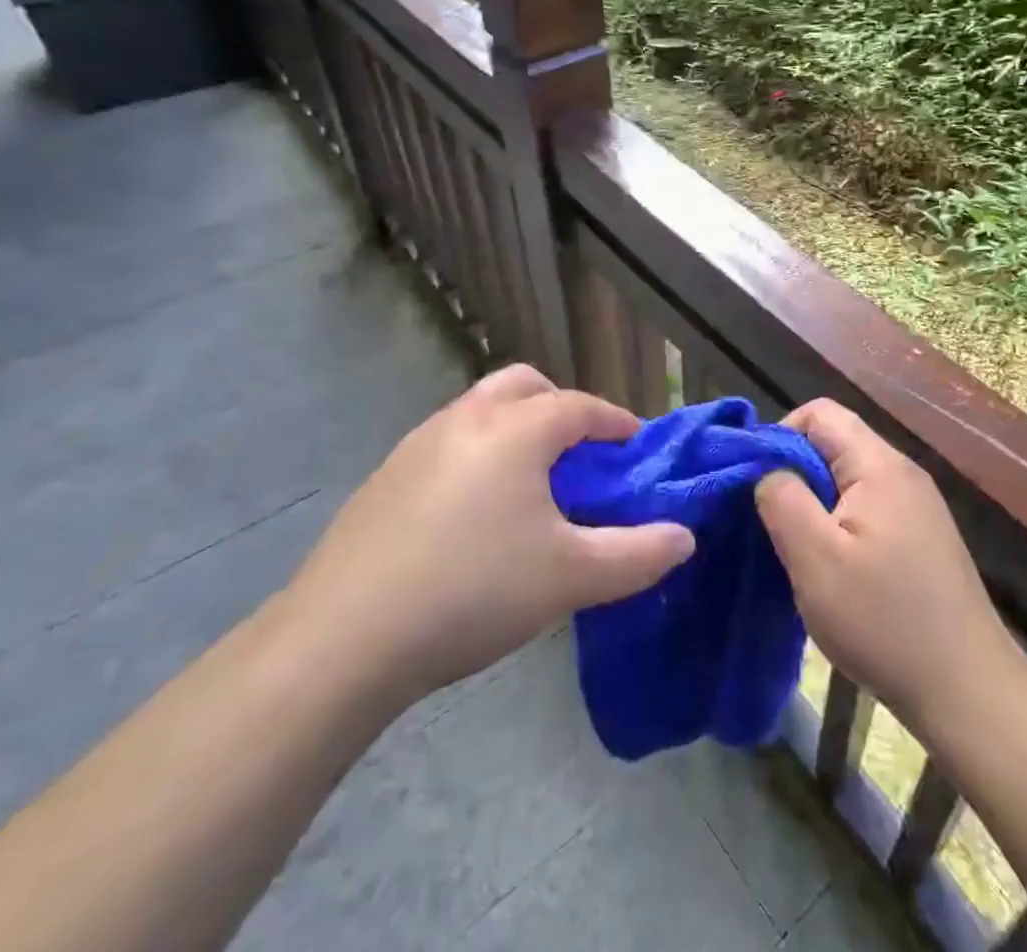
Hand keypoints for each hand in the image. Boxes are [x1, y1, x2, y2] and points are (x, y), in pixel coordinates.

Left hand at [281, 365, 694, 709]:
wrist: (342, 640)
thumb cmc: (473, 590)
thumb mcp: (571, 577)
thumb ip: (638, 554)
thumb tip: (685, 537)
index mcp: (517, 428)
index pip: (581, 406)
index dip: (616, 423)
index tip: (636, 451)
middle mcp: (467, 418)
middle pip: (525, 386)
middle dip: (560, 409)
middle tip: (579, 457)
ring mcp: (418, 444)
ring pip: (481, 410)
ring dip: (515, 430)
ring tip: (530, 487)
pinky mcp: (385, 477)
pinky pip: (448, 444)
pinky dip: (476, 456)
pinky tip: (473, 516)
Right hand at [755, 400, 1020, 734]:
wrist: (968, 690)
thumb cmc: (884, 620)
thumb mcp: (816, 559)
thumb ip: (783, 500)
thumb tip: (767, 468)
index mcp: (880, 465)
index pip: (821, 412)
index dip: (781, 436)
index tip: (759, 484)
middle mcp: (904, 473)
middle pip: (836, 444)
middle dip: (797, 475)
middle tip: (775, 526)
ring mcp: (919, 506)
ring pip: (850, 480)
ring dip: (817, 506)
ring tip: (801, 552)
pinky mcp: (923, 538)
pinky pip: (869, 510)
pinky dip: (841, 527)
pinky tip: (835, 572)